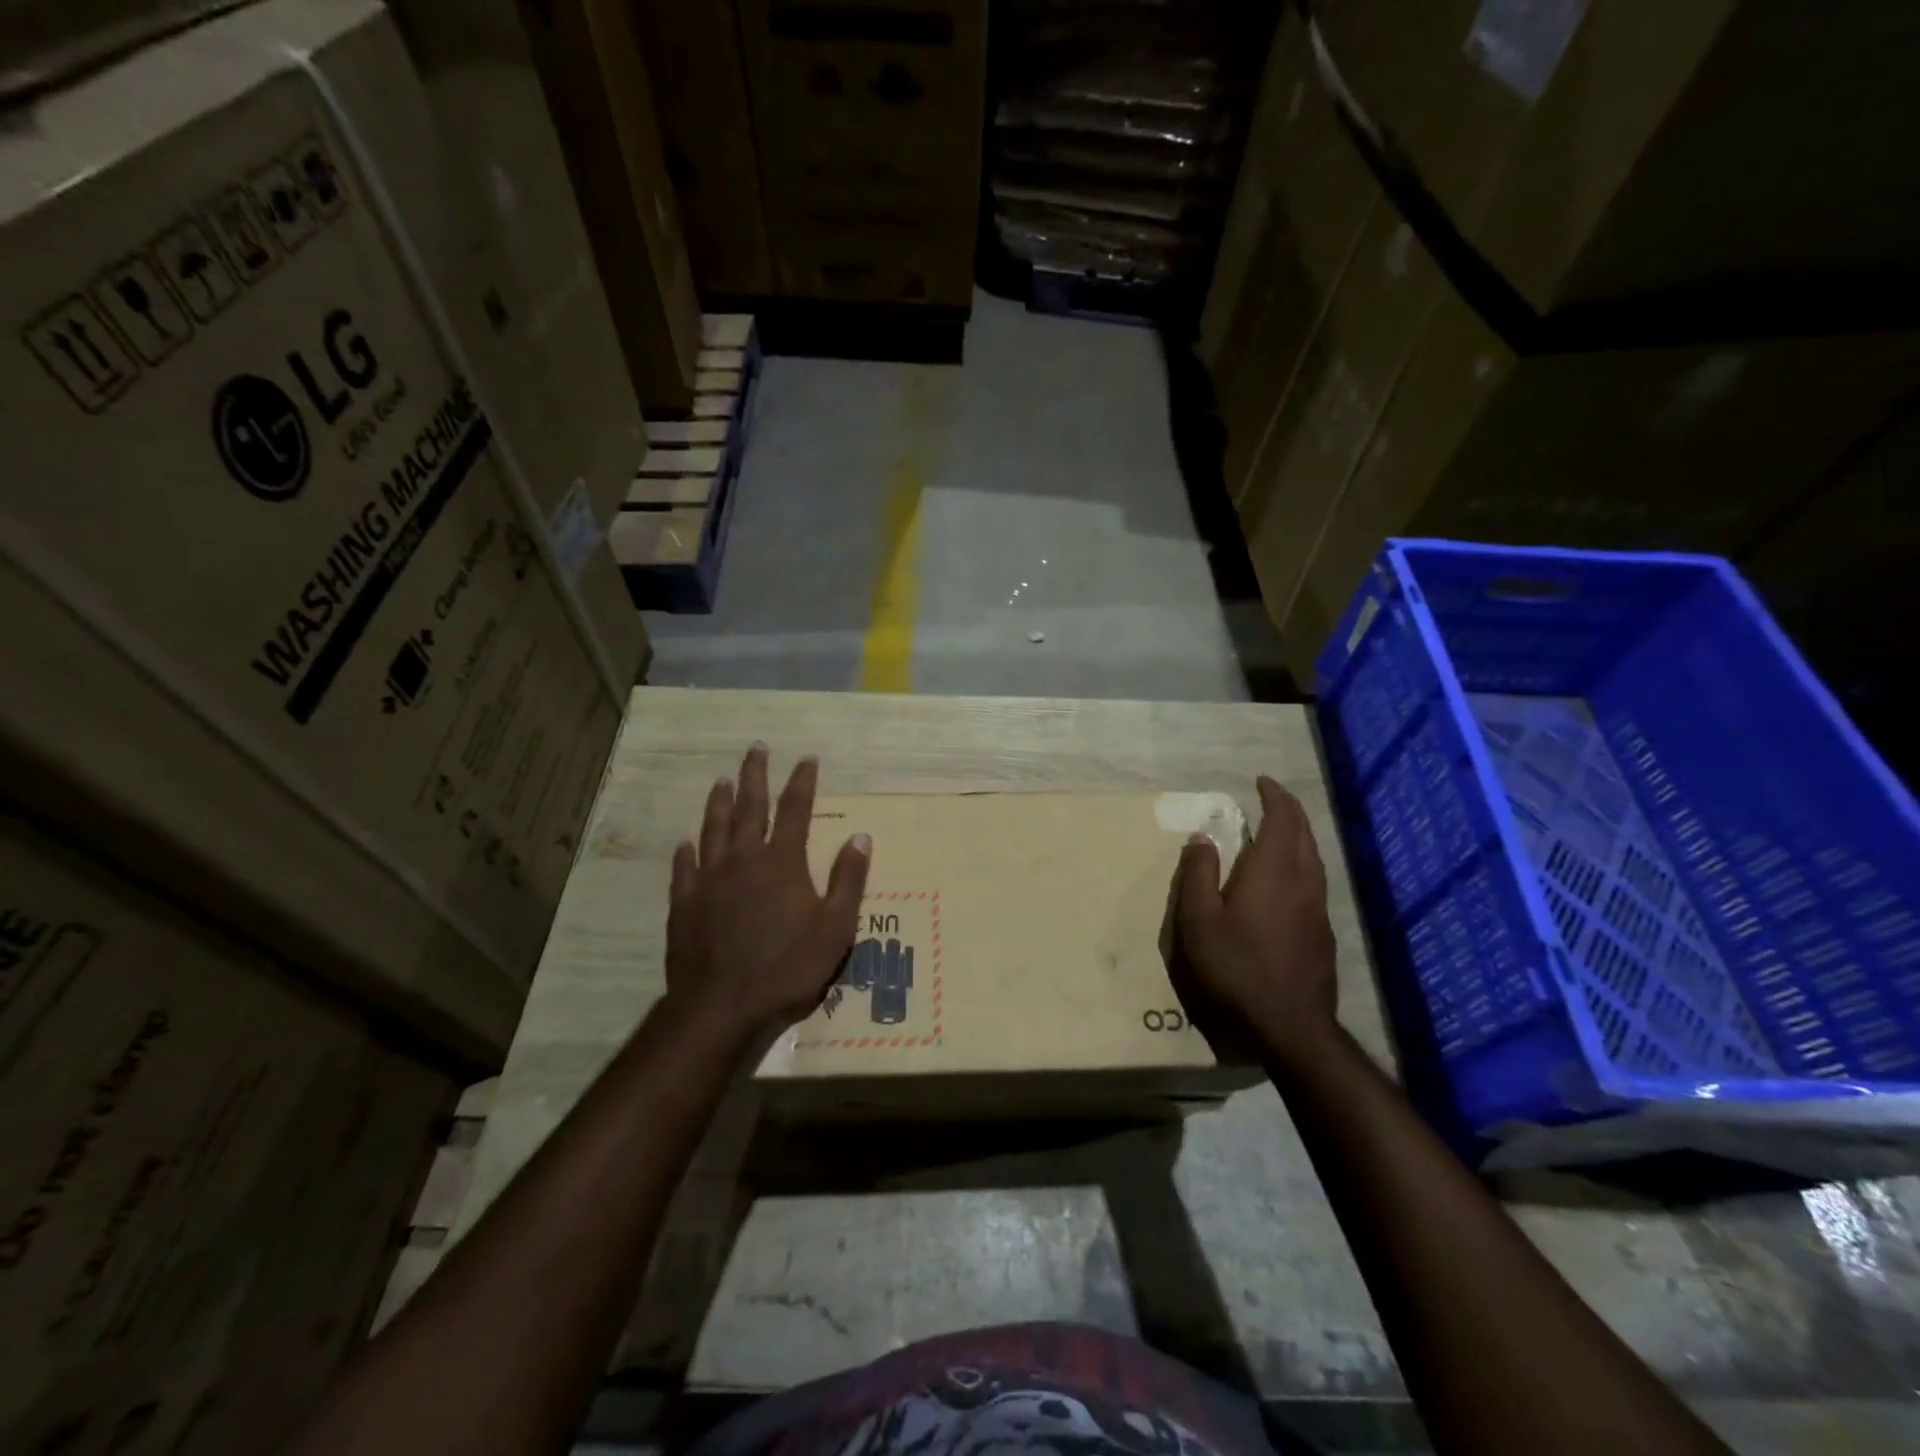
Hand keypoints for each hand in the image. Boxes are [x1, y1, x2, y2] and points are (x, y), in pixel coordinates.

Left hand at [664, 744, 871, 1041]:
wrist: (722, 1006)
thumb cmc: (788, 967)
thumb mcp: (835, 928)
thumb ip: (848, 880)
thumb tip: (860, 836)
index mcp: (782, 862)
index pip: (795, 810)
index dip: (802, 782)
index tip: (806, 758)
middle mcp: (743, 859)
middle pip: (749, 806)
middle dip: (755, 775)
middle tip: (755, 748)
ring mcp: (709, 880)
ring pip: (713, 829)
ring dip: (719, 802)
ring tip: (722, 780)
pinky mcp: (684, 903)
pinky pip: (684, 868)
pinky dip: (687, 851)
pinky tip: (686, 842)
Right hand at [1171, 776, 1336, 1059]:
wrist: (1289, 1023)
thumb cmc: (1235, 966)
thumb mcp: (1199, 920)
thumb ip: (1198, 874)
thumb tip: (1202, 837)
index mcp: (1271, 870)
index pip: (1281, 819)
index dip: (1274, 796)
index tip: (1261, 782)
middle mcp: (1302, 880)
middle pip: (1304, 833)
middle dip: (1289, 810)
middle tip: (1272, 799)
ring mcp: (1318, 907)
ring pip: (1314, 858)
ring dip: (1299, 836)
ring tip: (1280, 832)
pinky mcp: (1323, 932)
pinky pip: (1315, 881)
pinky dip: (1302, 863)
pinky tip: (1289, 880)